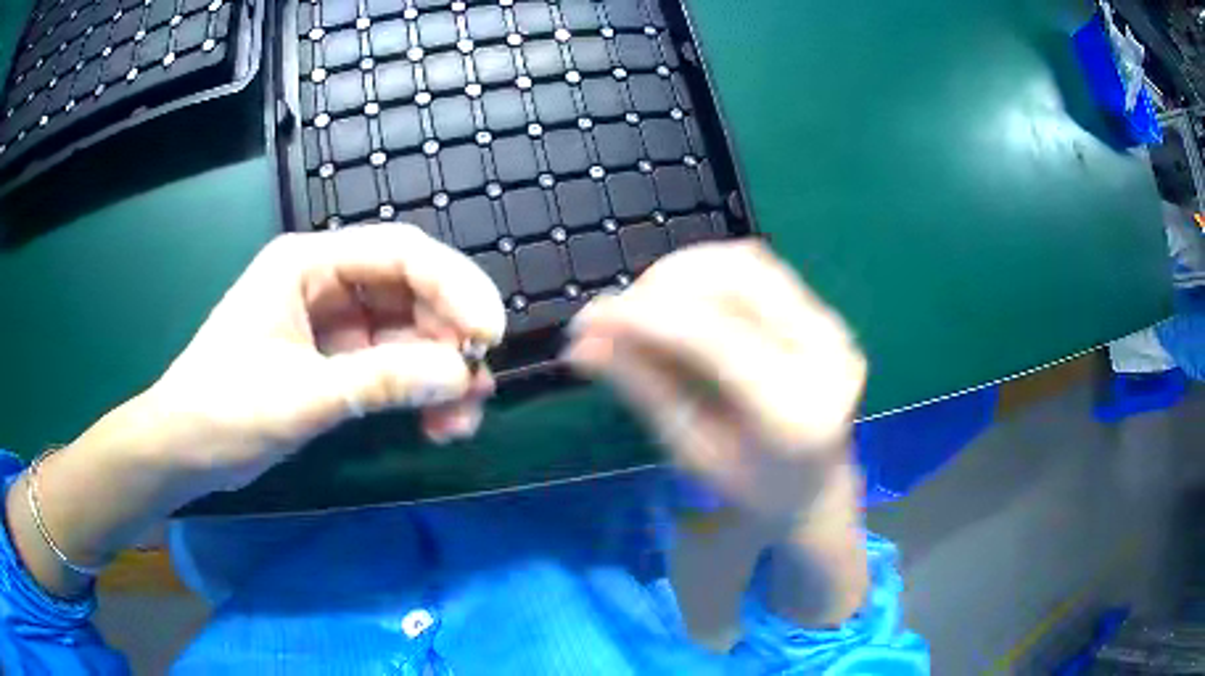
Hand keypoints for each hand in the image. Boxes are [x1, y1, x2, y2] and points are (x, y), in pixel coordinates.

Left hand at [112, 224, 506, 496]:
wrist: (184, 451)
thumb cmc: (223, 410)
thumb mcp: (300, 396)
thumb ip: (380, 382)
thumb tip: (461, 376)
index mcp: (306, 263)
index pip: (399, 253)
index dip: (454, 286)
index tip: (490, 335)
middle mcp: (324, 281)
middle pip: (410, 292)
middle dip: (449, 339)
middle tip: (477, 388)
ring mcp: (332, 322)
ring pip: (407, 333)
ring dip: (438, 373)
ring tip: (460, 420)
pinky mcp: (334, 360)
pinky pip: (391, 365)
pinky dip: (416, 392)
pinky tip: (434, 423)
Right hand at [564, 241, 865, 522]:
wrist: (817, 489)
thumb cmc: (751, 488)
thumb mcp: (692, 450)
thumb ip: (643, 389)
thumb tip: (582, 345)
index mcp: (794, 412)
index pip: (714, 338)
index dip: (645, 317)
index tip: (588, 318)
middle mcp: (826, 357)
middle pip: (739, 279)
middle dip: (665, 282)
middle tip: (619, 312)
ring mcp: (834, 329)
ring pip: (749, 263)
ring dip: (686, 271)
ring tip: (647, 304)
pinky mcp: (827, 315)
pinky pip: (761, 271)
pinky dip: (710, 273)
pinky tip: (684, 300)